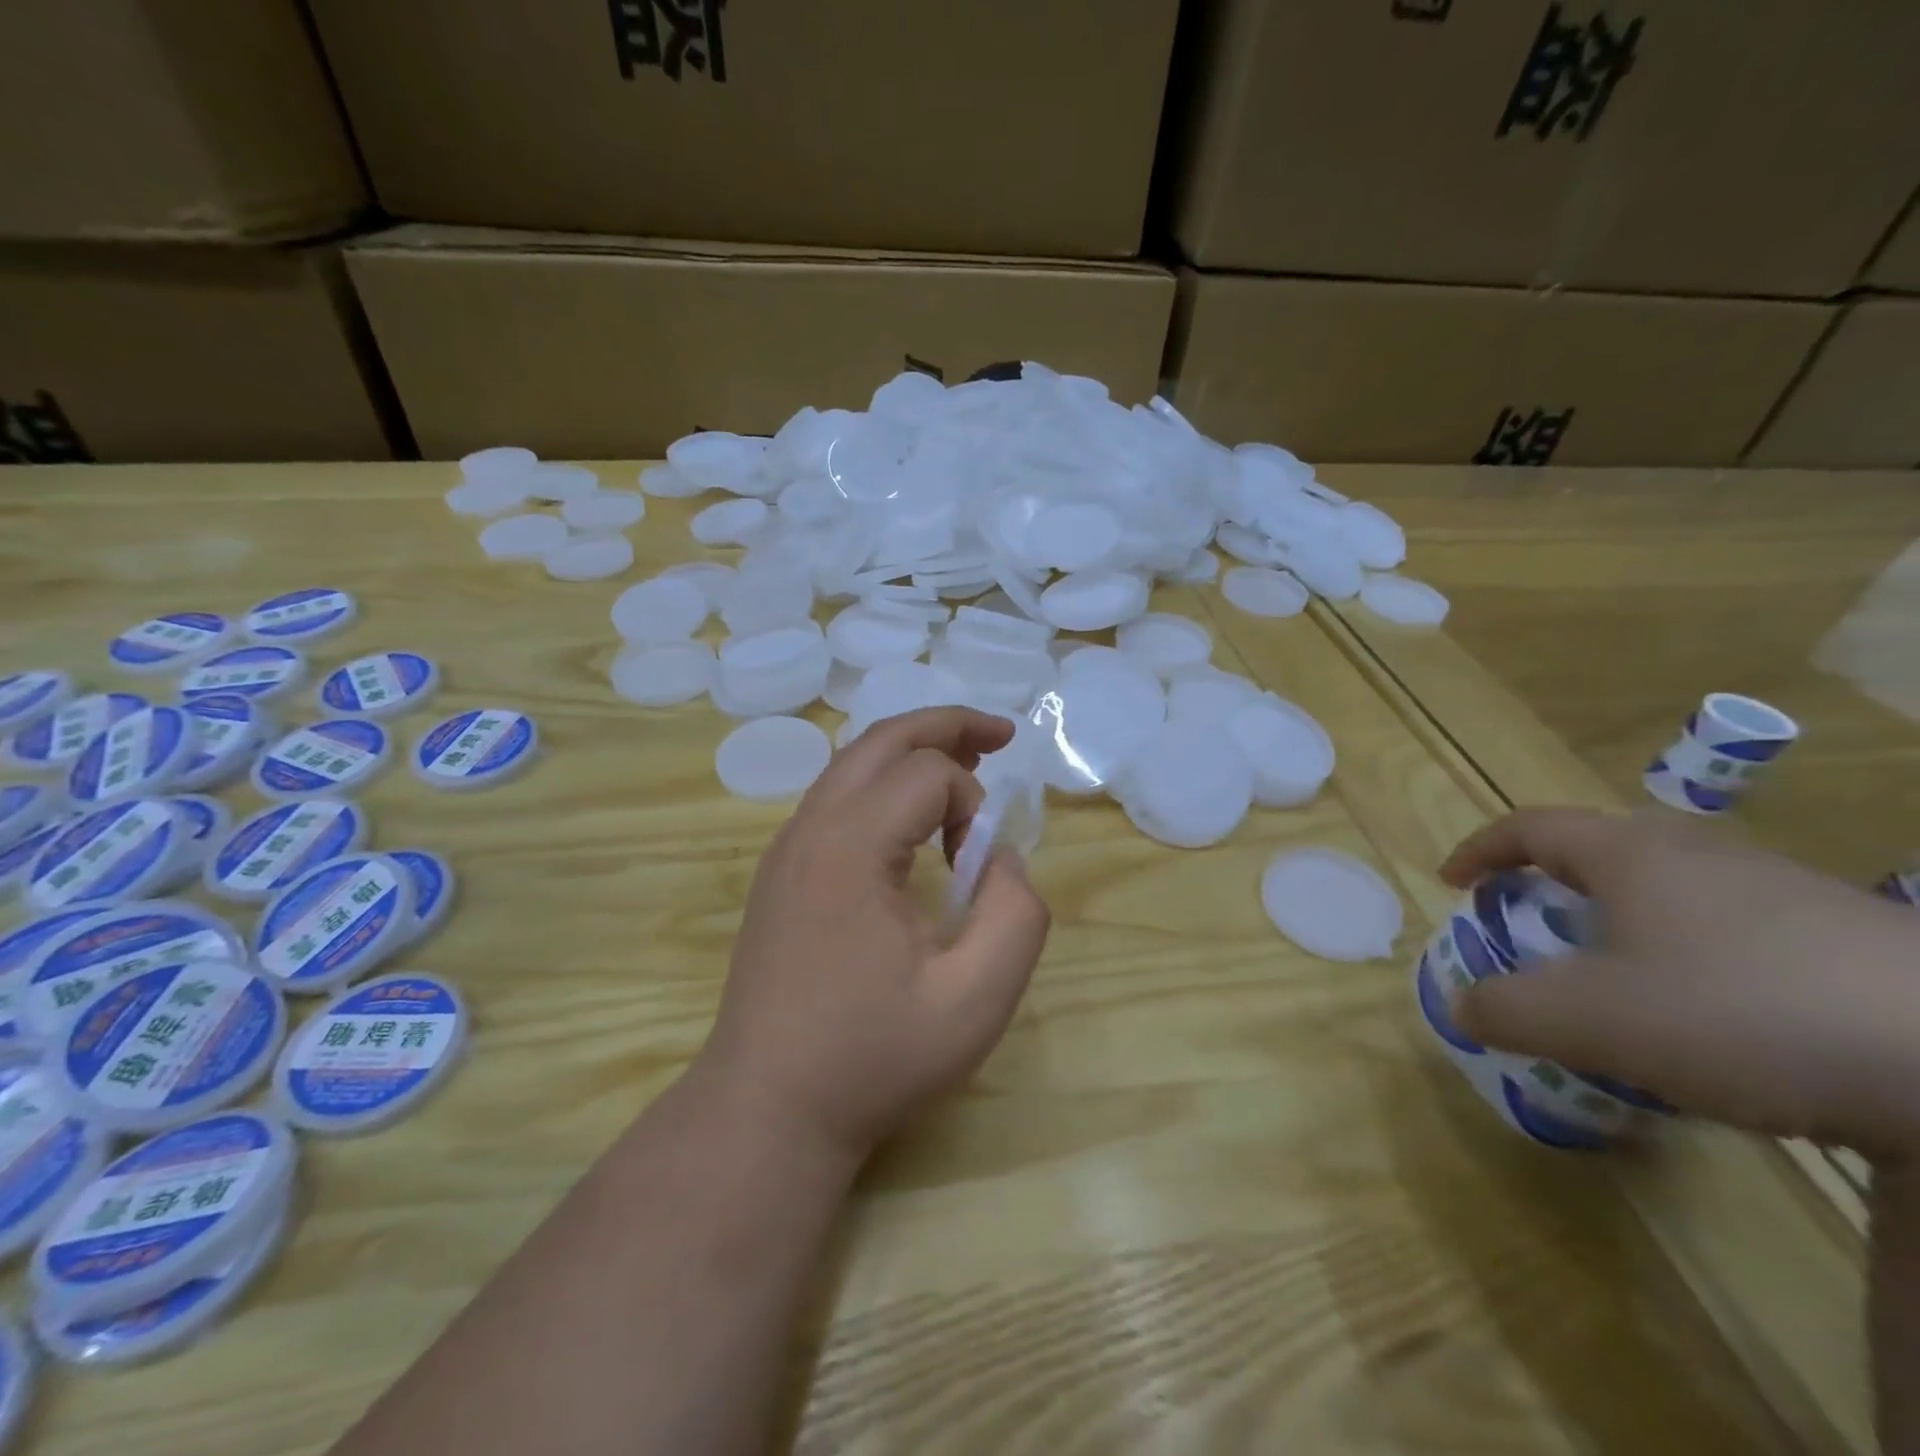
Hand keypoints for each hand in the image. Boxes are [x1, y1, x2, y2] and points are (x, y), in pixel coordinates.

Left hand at [699, 707, 1051, 1164]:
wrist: (769, 1108)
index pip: (928, 774)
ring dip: (912, 750)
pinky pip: (835, 796)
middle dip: (947, 726)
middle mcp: (810, 827)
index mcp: (850, 845)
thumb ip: (1017, 914)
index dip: (974, 804)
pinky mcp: (780, 870)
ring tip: (965, 761)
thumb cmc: (873, 1057)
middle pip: (882, 740)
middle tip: (1000, 735)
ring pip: (853, 762)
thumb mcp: (976, 999)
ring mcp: (786, 847)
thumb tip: (1000, 857)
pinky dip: (882, 782)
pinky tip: (911, 814)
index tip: (981, 866)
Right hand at [1441, 808, 1919, 1158]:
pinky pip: (1733, 929)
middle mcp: (1700, 854)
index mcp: (1630, 853)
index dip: (1479, 850)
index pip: (1529, 827)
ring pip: (1672, 890)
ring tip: (1619, 983)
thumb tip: (1464, 1005)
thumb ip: (1506, 1009)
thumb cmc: (1741, 1013)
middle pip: (1602, 848)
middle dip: (1553, 882)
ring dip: (1624, 923)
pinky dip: (1692, 957)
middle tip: (1535, 927)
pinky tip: (1716, 1021)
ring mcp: (1782, 890)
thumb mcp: (1591, 1021)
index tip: (1452, 883)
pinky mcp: (1847, 938)